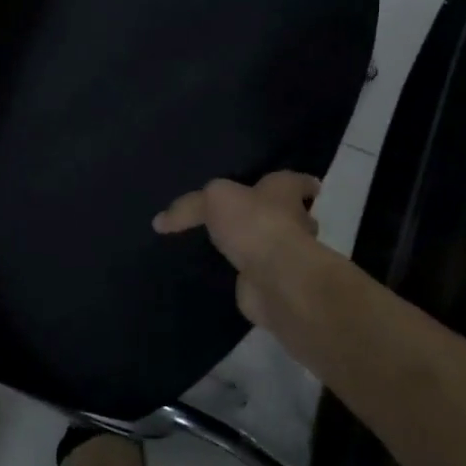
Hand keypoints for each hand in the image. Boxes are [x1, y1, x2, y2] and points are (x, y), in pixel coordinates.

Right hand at [152, 172, 323, 329]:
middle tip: (251, 217)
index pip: (297, 182)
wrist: (273, 277)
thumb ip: (189, 207)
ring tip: (231, 246)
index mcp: (284, 191)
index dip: (300, 184)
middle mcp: (293, 221)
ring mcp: (286, 255)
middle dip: (279, 216)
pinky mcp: (273, 283)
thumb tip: (160, 221)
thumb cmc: (254, 223)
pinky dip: (247, 274)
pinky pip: (258, 274)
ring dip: (261, 246)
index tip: (306, 187)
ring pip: (275, 245)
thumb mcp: (213, 200)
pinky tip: (227, 274)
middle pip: (291, 215)